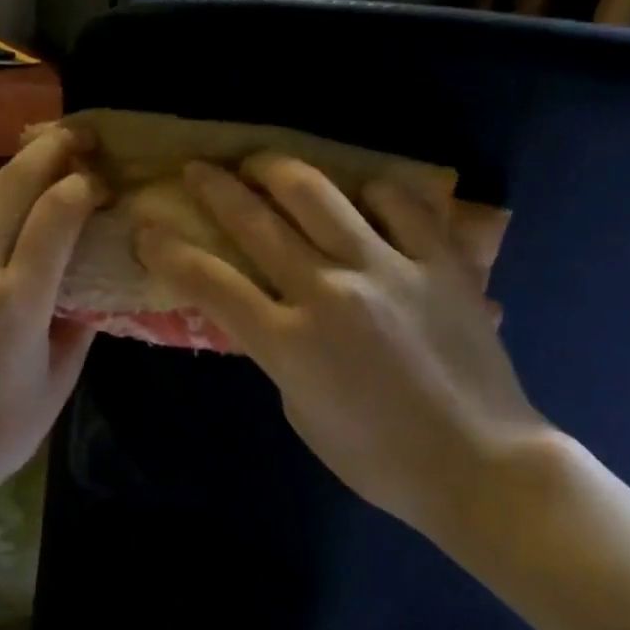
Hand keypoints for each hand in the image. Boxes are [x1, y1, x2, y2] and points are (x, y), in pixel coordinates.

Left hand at [0, 126, 103, 510]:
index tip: (106, 181)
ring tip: (50, 149)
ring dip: (17, 167)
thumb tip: (94, 271)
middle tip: (80, 134)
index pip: (53, 217)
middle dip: (46, 153)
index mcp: (15, 302)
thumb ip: (80, 317)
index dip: (83, 187)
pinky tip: (16, 194)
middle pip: (9, 190)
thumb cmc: (4, 429)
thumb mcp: (60, 378)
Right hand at [135, 154, 554, 538]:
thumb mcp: (302, 413)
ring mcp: (387, 269)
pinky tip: (359, 195)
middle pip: (256, 222)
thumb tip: (268, 309)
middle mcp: (329, 292)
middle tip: (197, 168)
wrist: (480, 465)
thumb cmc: (380, 458)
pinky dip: (370, 192)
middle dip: (215, 188)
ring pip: (318, 194)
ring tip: (262, 164)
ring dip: (277, 170)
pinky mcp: (438, 261)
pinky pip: (399, 203)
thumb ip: (277, 352)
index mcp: (289, 343)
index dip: (169, 251)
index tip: (149, 228)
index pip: (210, 283)